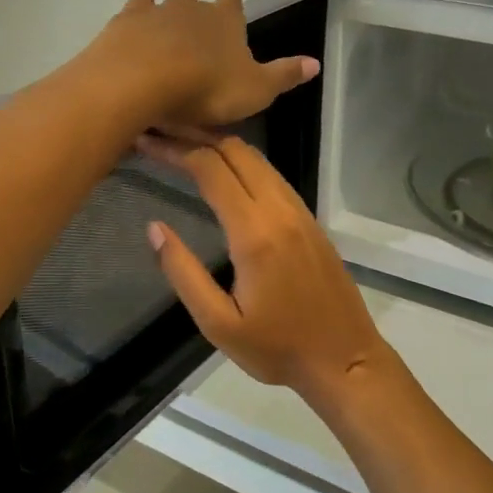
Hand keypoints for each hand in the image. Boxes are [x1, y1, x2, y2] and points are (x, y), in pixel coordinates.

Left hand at [89, 0, 319, 131]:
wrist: (145, 80)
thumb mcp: (256, 89)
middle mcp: (194, 9)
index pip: (234, 6)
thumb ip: (284, 75)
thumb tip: (316, 63)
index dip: (234, 5)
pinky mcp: (129, 18)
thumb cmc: (206, 88)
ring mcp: (159, 10)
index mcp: (226, 23)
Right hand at [139, 134, 394, 405]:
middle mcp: (279, 210)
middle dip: (195, 136)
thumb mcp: (218, 324)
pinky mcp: (310, 219)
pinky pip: (273, 175)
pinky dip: (243, 161)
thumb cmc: (277, 348)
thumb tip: (154, 228)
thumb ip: (184, 273)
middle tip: (160, 134)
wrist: (345, 358)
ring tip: (184, 145)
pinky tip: (224, 171)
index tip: (147, 142)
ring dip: (220, 145)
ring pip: (258, 158)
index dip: (175, 149)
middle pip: (236, 151)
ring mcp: (300, 211)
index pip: (211, 169)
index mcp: (255, 233)